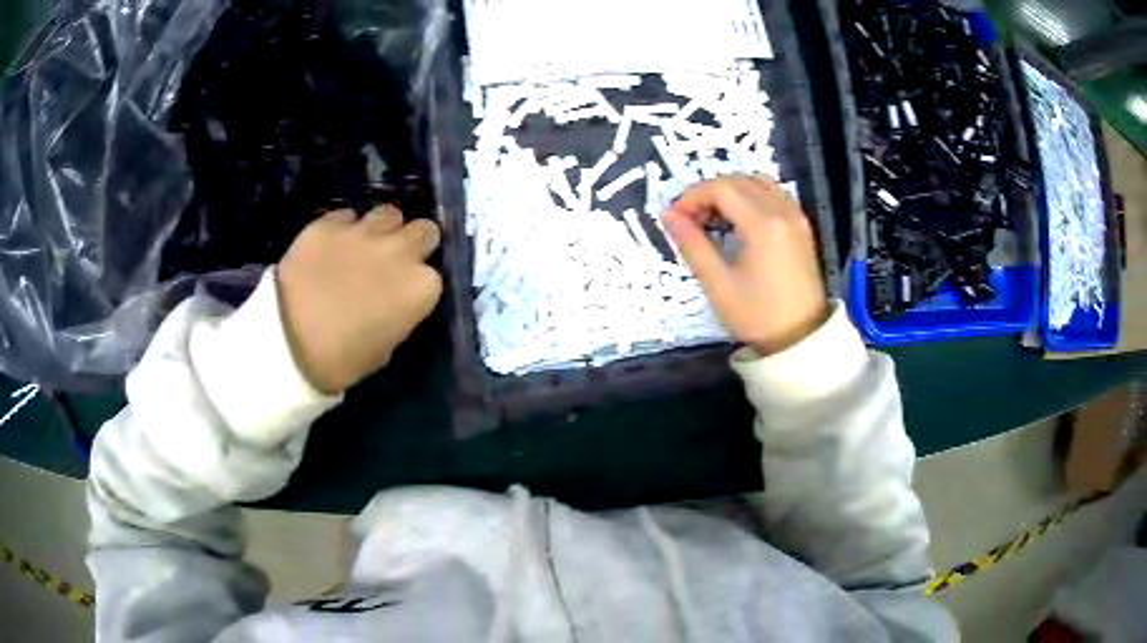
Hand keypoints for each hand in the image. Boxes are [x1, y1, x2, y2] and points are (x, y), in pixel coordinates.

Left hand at [277, 206, 442, 393]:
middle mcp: (399, 251)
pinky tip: (331, 247)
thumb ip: (398, 314)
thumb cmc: (342, 360)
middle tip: (395, 260)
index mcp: (420, 288)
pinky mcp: (328, 224)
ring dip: (383, 229)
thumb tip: (393, 301)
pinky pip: (346, 216)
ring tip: (364, 246)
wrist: (288, 343)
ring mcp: (363, 232)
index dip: (419, 281)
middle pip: (424, 230)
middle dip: (414, 242)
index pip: (435, 273)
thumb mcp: (385, 347)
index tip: (405, 291)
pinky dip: (344, 228)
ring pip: (389, 213)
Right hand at [662, 176, 827, 355]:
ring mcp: (796, 216)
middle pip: (738, 181)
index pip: (720, 189)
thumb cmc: (757, 315)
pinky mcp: (802, 226)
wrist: (800, 339)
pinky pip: (773, 193)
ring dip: (730, 191)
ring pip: (757, 182)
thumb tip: (669, 215)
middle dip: (708, 193)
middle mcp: (782, 210)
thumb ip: (692, 244)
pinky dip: (751, 196)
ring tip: (713, 218)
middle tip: (690, 220)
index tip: (676, 219)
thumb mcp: (718, 284)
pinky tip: (739, 220)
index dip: (692, 197)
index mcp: (763, 224)